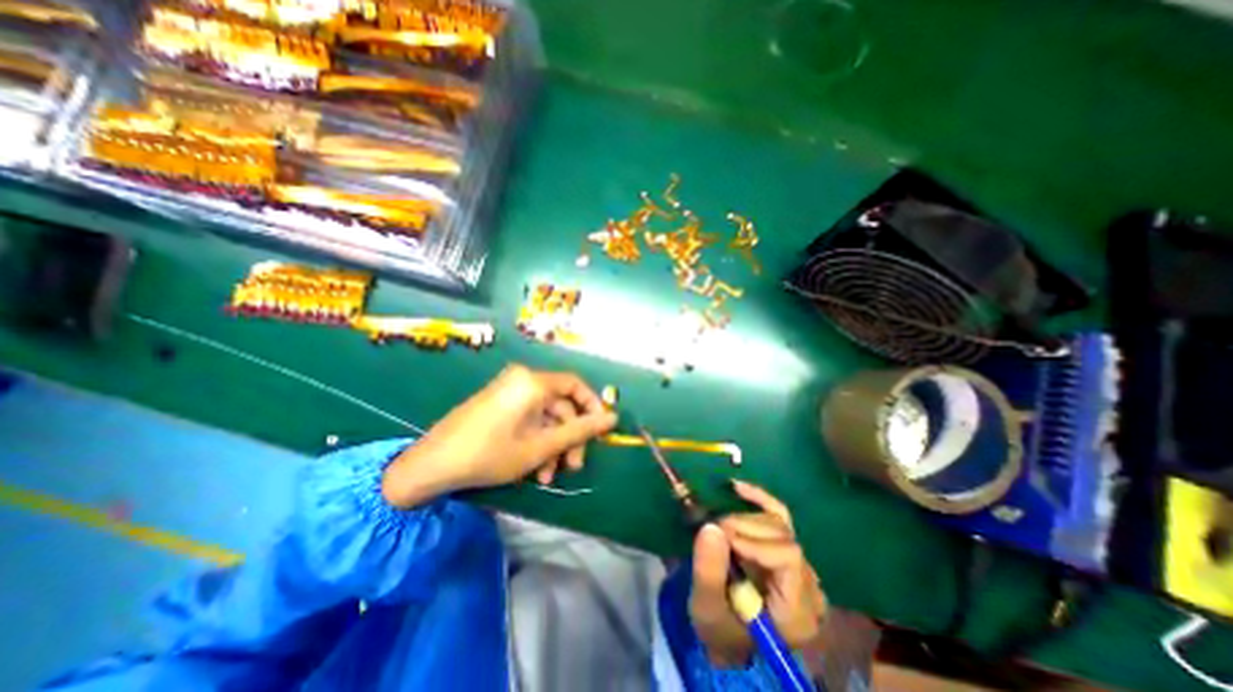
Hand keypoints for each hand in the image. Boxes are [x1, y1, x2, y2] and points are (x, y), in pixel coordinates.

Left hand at [385, 366, 614, 505]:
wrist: (431, 465)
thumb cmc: (490, 453)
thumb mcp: (541, 446)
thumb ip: (579, 430)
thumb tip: (613, 418)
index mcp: (533, 382)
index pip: (575, 385)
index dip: (592, 406)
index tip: (600, 431)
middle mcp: (522, 380)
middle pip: (560, 405)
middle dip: (569, 437)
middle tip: (573, 466)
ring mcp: (508, 392)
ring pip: (545, 417)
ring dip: (552, 446)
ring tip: (549, 476)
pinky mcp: (499, 404)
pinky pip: (528, 419)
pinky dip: (536, 441)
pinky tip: (534, 469)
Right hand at [691, 480, 820, 665]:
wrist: (729, 636)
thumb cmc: (719, 629)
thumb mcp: (707, 608)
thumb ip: (708, 572)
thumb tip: (711, 526)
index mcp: (797, 609)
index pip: (787, 557)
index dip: (753, 541)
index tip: (722, 538)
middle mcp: (807, 585)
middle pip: (782, 536)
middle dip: (744, 527)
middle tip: (713, 529)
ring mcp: (800, 564)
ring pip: (778, 522)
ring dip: (744, 518)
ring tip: (718, 525)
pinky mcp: (785, 548)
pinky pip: (778, 515)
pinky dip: (758, 498)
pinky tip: (736, 487)